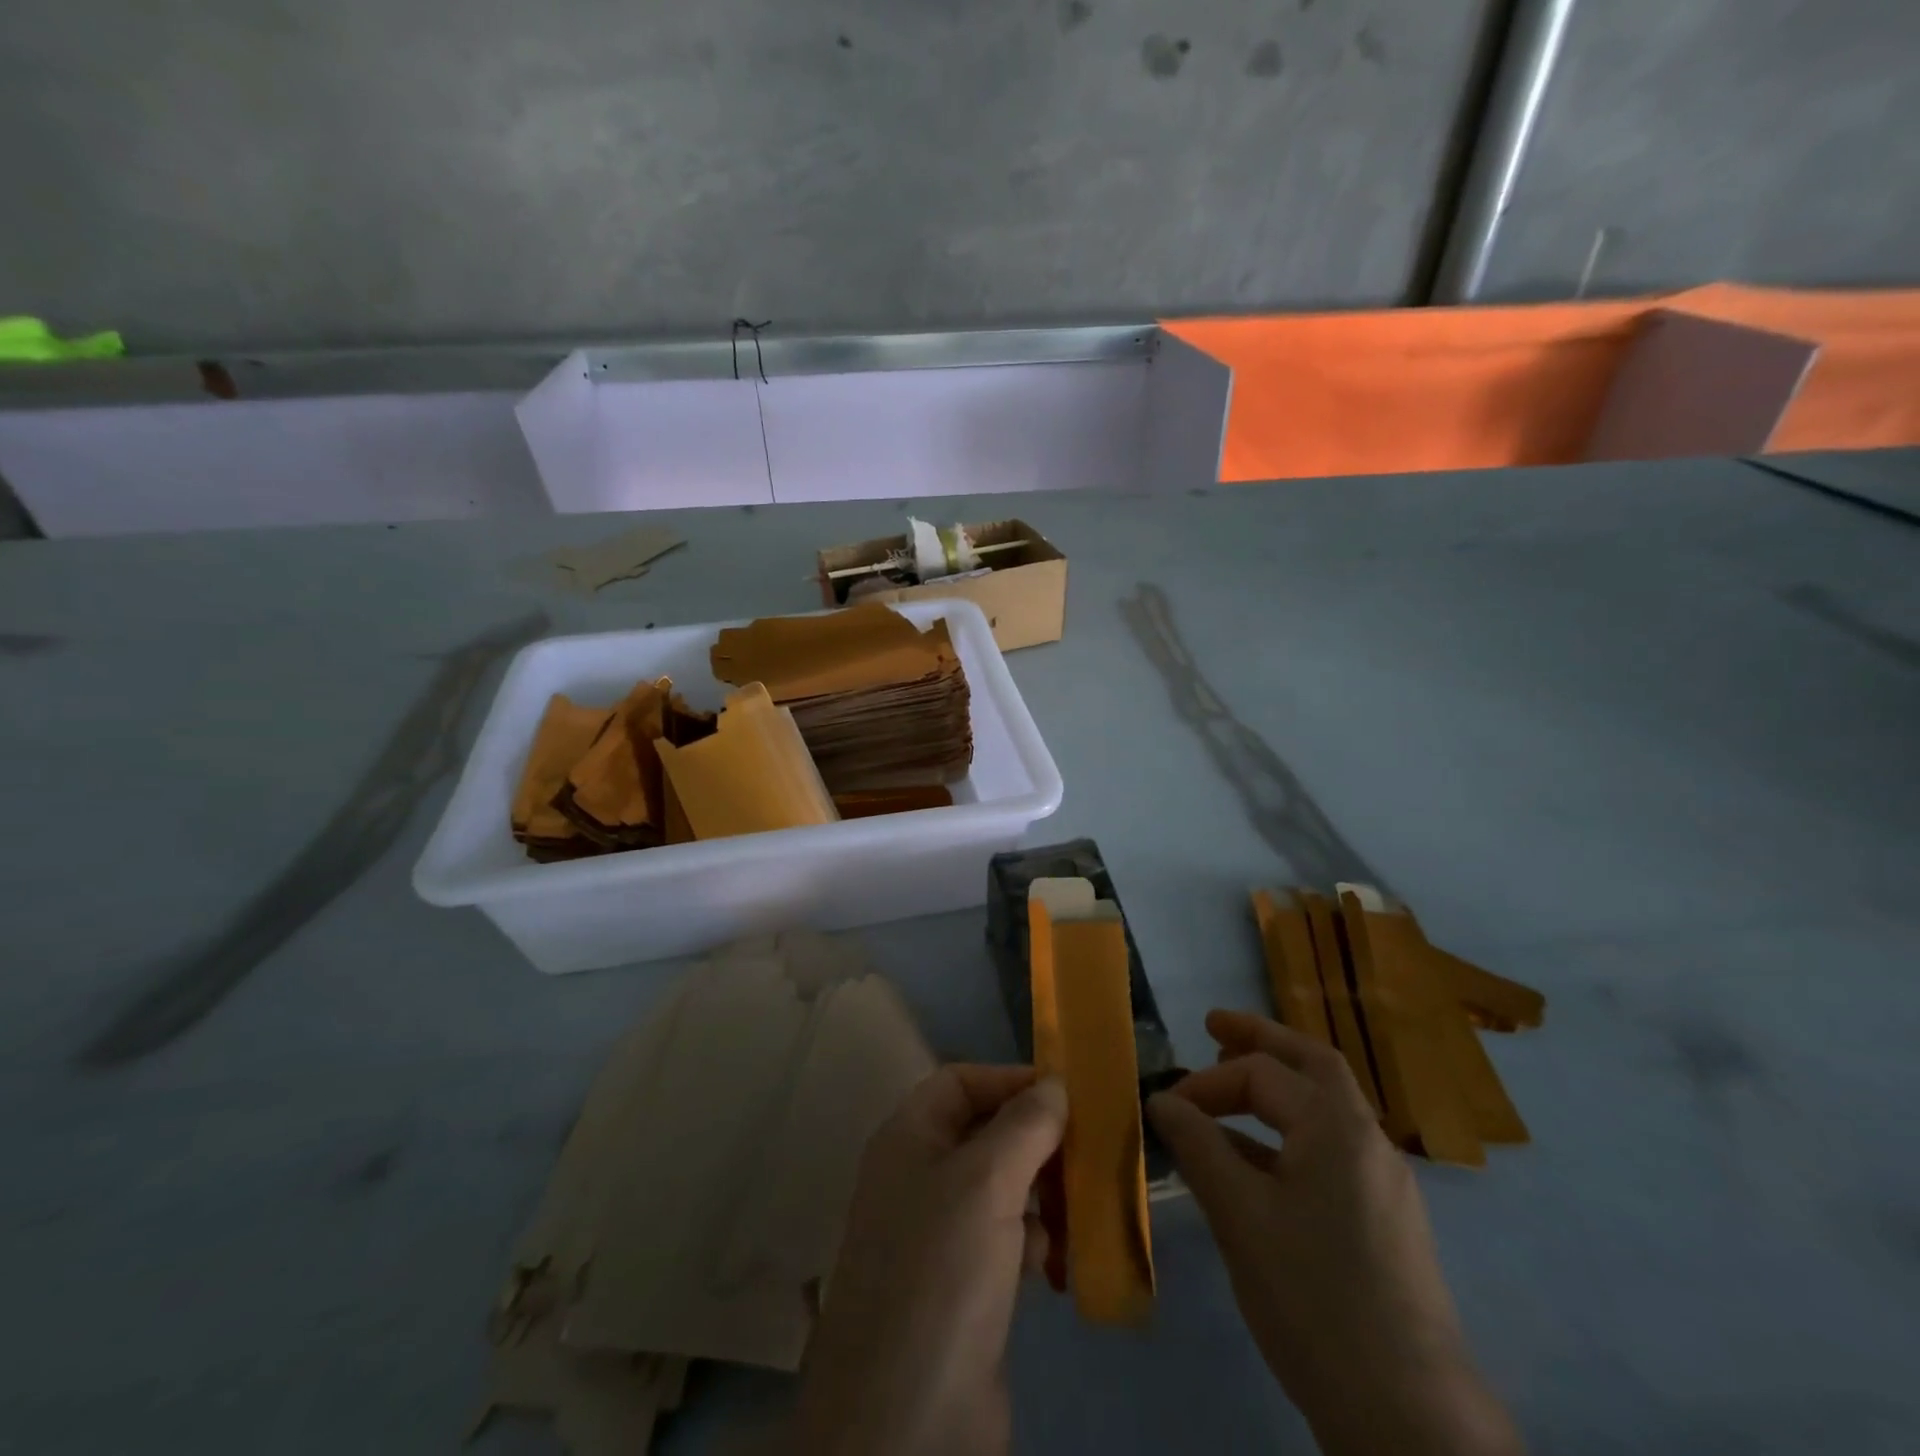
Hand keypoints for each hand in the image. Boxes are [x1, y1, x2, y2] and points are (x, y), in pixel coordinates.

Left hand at [789, 1065, 1067, 1455]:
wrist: (906, 1421)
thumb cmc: (942, 1272)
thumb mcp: (986, 1181)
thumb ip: (1024, 1125)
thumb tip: (1055, 1084)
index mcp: (908, 1138)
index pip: (959, 1081)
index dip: (1009, 1080)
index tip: (1065, 1094)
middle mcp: (919, 1176)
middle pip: (985, 1133)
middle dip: (1036, 1141)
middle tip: (1088, 1153)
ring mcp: (939, 1234)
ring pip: (1001, 1188)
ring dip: (1042, 1194)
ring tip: (1078, 1211)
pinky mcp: (962, 1286)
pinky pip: (1005, 1240)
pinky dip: (1034, 1242)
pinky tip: (1055, 1264)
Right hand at [1148, 1010, 1522, 1455]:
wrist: (1410, 1416)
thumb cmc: (1313, 1298)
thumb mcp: (1240, 1216)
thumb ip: (1199, 1146)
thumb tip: (1162, 1100)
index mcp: (1336, 1126)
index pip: (1261, 1073)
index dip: (1206, 1083)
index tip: (1164, 1109)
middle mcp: (1368, 1139)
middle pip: (1312, 1063)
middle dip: (1259, 1039)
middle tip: (1213, 1027)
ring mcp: (1383, 1180)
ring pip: (1325, 1105)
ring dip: (1276, 1086)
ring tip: (1227, 1090)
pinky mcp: (1385, 1219)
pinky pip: (1330, 1148)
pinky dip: (1288, 1133)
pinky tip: (1255, 1161)